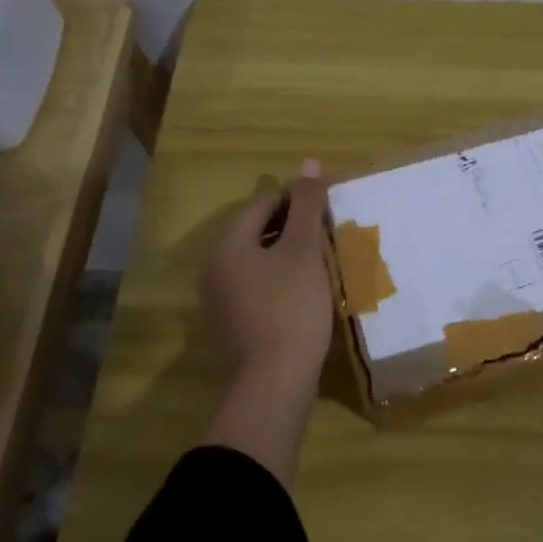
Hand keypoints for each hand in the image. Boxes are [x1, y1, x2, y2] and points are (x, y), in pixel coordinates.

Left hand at [202, 161, 332, 390]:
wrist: (276, 379)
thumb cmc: (292, 305)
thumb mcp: (304, 249)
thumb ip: (306, 205)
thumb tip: (308, 163)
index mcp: (228, 243)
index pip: (261, 203)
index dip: (295, 196)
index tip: (327, 203)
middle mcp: (214, 266)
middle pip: (255, 229)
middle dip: (291, 223)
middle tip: (327, 226)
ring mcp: (220, 297)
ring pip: (256, 257)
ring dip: (286, 249)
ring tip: (320, 252)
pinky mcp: (233, 320)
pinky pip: (256, 282)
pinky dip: (279, 275)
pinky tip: (305, 285)